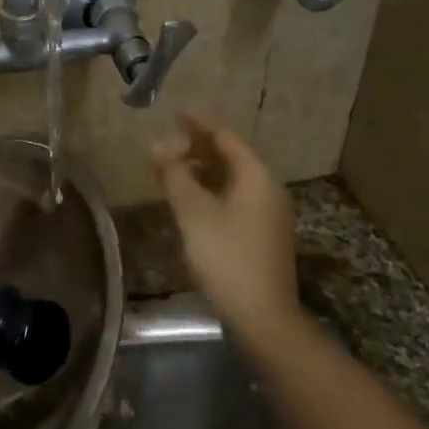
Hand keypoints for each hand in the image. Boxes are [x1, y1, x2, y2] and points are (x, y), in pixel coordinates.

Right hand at [152, 110, 300, 337]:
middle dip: (201, 147)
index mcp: (256, 178)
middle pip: (233, 157)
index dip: (200, 124)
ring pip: (235, 179)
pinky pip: (237, 198)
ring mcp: (270, 214)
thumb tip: (158, 143)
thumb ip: (175, 176)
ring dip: (206, 170)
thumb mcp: (194, 213)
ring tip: (175, 169)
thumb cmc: (226, 257)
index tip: (176, 112)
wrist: (263, 315)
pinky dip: (214, 190)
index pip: (226, 138)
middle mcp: (269, 190)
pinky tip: (194, 201)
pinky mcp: (264, 235)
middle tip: (170, 141)